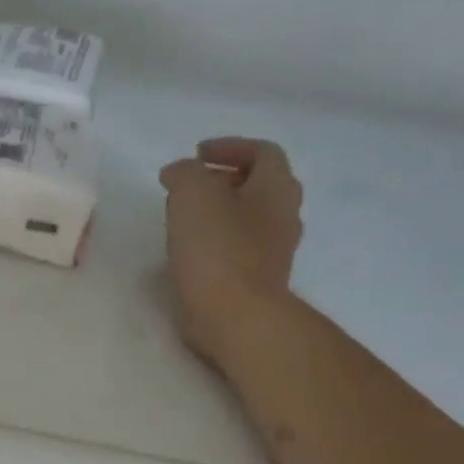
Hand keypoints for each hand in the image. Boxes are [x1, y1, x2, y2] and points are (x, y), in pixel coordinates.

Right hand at [158, 139, 303, 361]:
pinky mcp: (256, 280)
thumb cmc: (218, 248)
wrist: (235, 316)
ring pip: (247, 218)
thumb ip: (184, 172)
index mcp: (277, 188)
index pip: (263, 152)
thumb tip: (179, 173)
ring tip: (183, 218)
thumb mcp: (192, 193)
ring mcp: (274, 251)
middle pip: (258, 185)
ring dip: (218, 212)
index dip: (230, 147)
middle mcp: (284, 216)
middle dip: (223, 179)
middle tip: (188, 186)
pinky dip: (215, 241)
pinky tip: (189, 250)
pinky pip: (238, 248)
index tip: (196, 155)